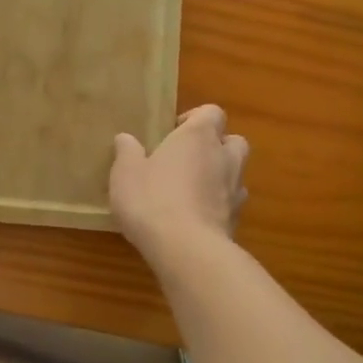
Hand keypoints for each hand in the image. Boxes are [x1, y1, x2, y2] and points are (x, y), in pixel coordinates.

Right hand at [110, 105, 249, 264]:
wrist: (186, 249)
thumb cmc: (152, 199)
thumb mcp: (125, 172)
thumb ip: (127, 151)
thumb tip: (126, 138)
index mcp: (198, 137)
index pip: (212, 112)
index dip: (195, 118)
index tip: (173, 133)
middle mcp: (224, 157)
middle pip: (233, 141)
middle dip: (216, 146)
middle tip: (188, 159)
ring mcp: (235, 190)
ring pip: (236, 173)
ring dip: (219, 176)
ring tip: (192, 190)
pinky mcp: (237, 220)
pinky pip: (231, 204)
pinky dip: (218, 205)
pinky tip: (195, 217)